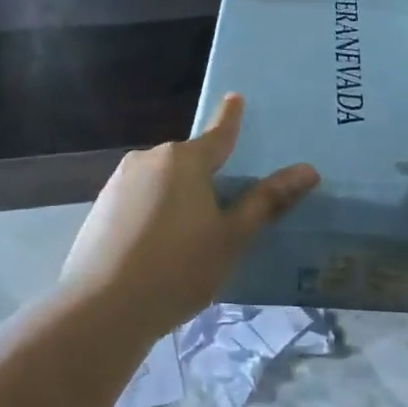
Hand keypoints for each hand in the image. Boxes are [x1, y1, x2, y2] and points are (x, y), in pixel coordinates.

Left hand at [60, 93, 318, 338]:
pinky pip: (139, 200)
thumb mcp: (231, 238)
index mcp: (185, 160)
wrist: (102, 309)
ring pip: (161, 181)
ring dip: (177, 197)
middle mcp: (149, 159)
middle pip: (188, 161)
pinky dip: (153, 213)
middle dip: (205, 176)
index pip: (218, 134)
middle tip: (223, 210)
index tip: (235, 97)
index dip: (231, 118)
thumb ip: (266, 202)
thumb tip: (307, 170)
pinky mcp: (100, 208)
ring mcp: (119, 182)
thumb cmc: (178, 269)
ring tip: (188, 239)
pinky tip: (156, 248)